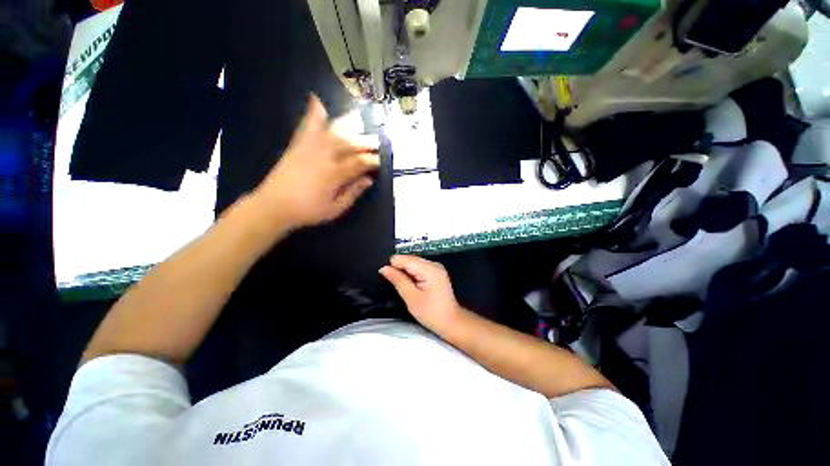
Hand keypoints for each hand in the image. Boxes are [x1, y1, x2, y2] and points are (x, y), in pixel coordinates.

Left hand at [254, 95, 380, 228]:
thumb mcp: (335, 209)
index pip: (359, 162)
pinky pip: (306, 126)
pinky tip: (317, 100)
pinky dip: (312, 113)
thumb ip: (353, 193)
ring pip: (332, 132)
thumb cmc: (308, 211)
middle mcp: (324, 157)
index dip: (372, 161)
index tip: (380, 162)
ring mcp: (309, 149)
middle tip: (376, 143)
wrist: (273, 206)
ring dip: (347, 125)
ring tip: (359, 119)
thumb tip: (368, 180)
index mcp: (335, 175)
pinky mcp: (297, 146)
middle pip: (349, 144)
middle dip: (365, 142)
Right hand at [380, 255, 465, 333]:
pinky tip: (411, 285)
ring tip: (403, 286)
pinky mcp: (435, 272)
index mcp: (429, 269)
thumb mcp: (411, 298)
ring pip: (413, 263)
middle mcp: (434, 264)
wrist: (450, 322)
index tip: (387, 278)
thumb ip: (398, 280)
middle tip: (396, 284)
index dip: (394, 266)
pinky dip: (412, 274)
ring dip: (405, 272)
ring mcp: (436, 267)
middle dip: (400, 269)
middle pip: (410, 259)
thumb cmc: (431, 313)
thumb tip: (384, 268)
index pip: (405, 259)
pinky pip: (419, 267)